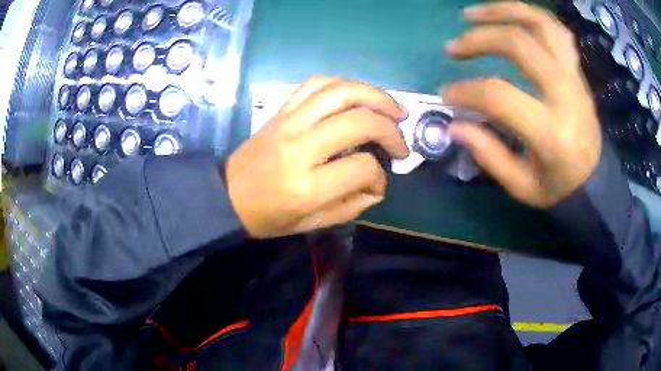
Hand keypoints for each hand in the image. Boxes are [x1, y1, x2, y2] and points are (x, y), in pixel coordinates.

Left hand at [226, 77, 408, 237]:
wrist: (228, 195)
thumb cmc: (269, 216)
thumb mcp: (313, 224)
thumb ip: (353, 204)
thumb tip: (378, 181)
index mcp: (308, 185)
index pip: (363, 167)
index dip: (380, 176)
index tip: (377, 183)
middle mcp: (300, 146)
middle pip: (360, 121)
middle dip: (391, 129)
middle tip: (401, 142)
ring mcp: (290, 121)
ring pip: (342, 91)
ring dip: (376, 96)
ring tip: (394, 109)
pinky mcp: (282, 109)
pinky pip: (317, 84)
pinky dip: (344, 84)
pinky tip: (358, 95)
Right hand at [443, 2, 601, 207]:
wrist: (595, 182)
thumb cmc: (560, 189)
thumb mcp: (522, 187)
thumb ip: (489, 155)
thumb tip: (455, 125)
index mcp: (552, 132)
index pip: (500, 95)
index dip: (466, 90)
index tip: (446, 95)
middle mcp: (566, 94)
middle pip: (519, 44)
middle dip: (479, 39)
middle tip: (453, 48)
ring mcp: (574, 77)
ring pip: (540, 24)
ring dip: (503, 10)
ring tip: (473, 14)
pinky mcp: (577, 71)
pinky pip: (556, 30)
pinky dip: (531, 15)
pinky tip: (510, 16)